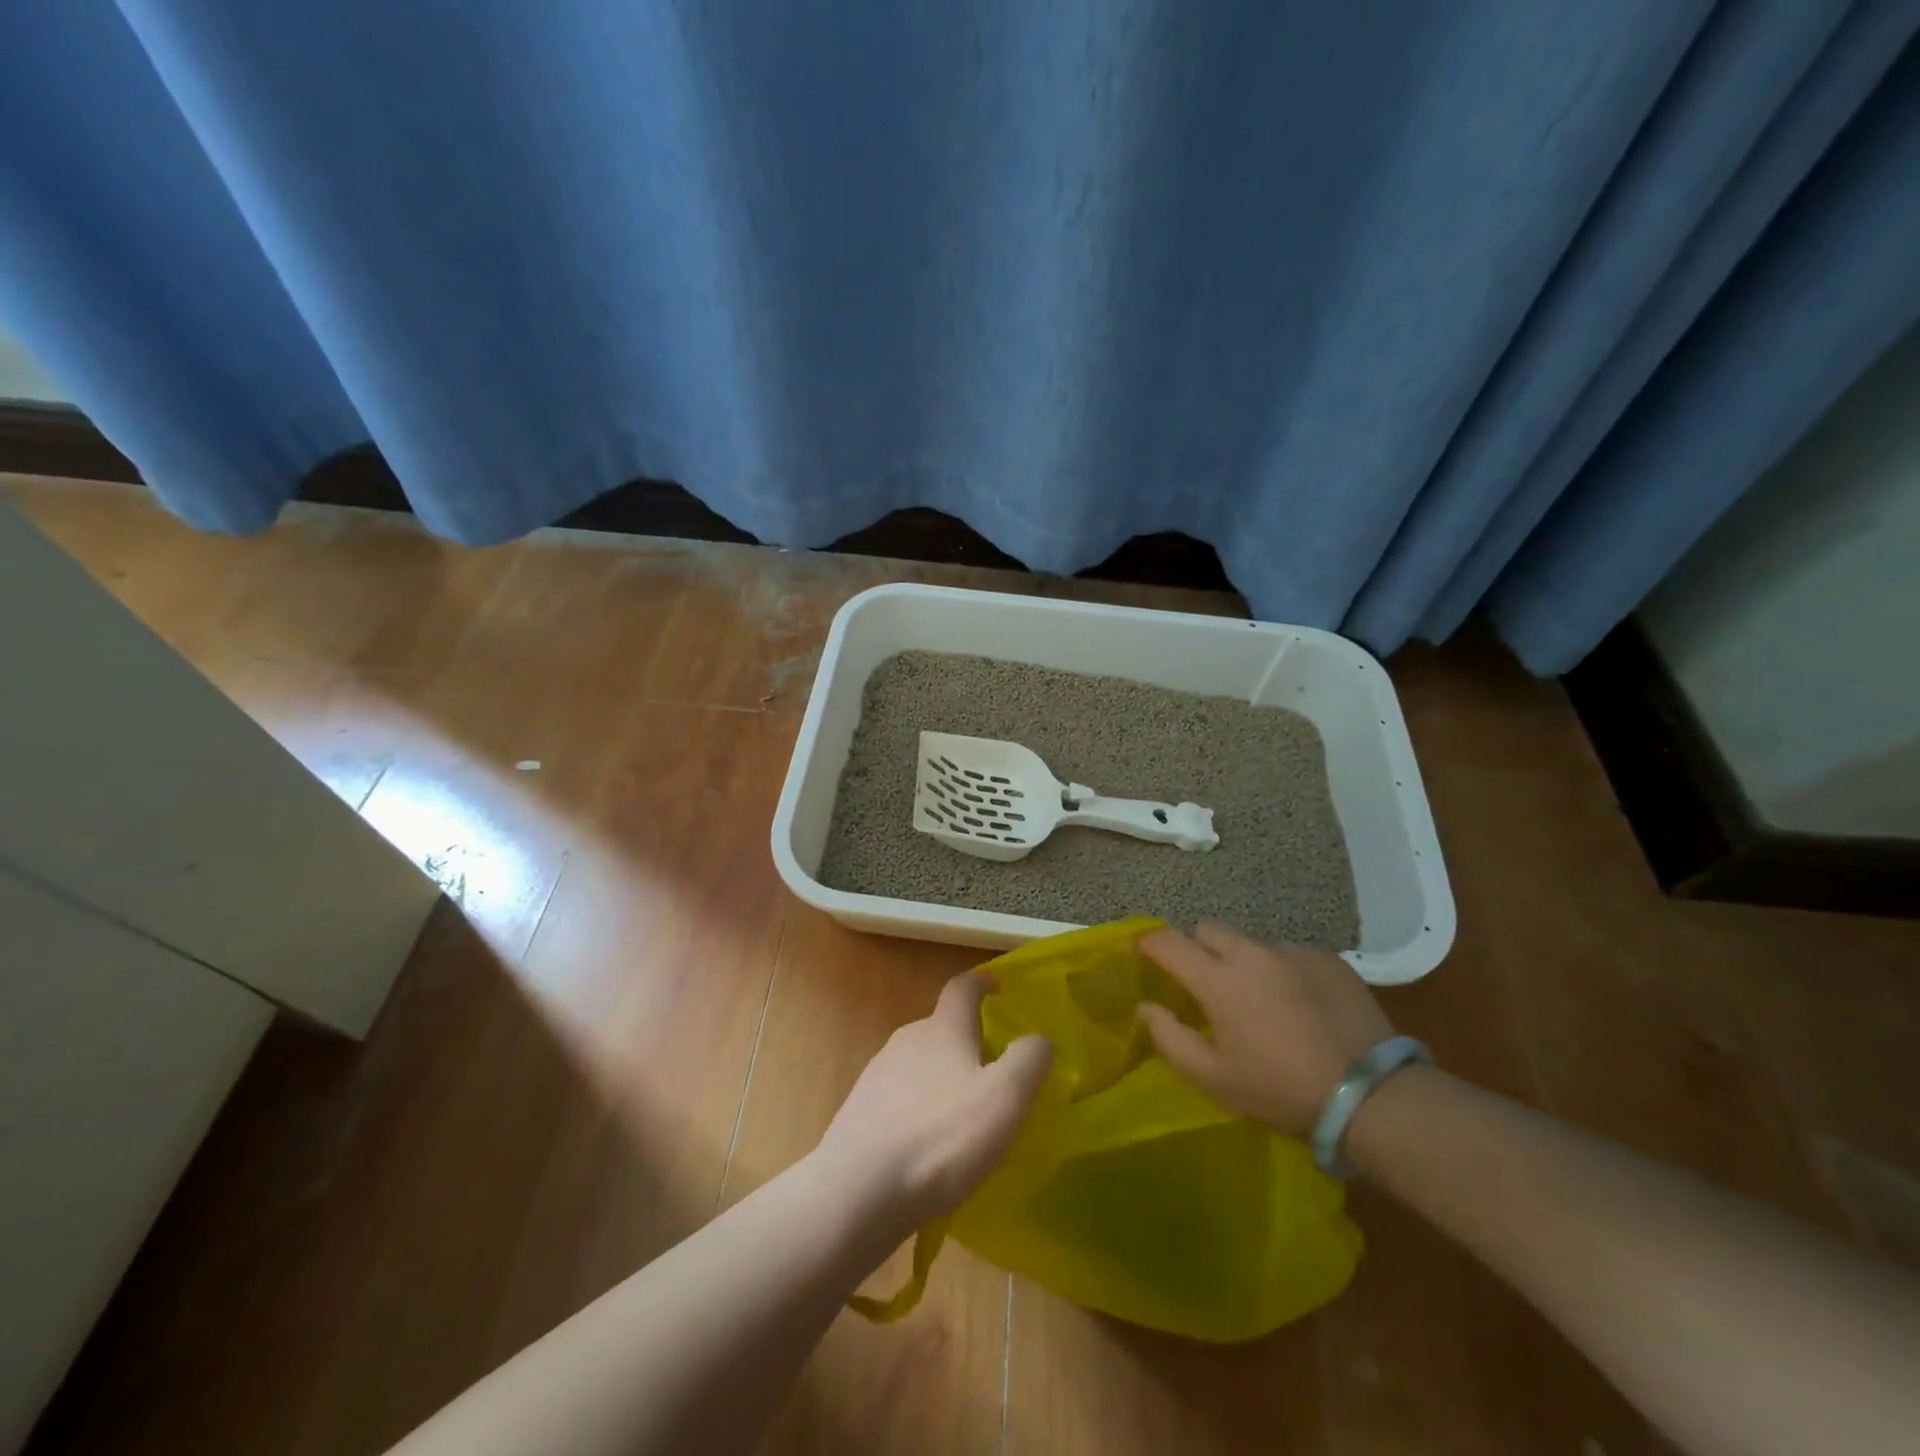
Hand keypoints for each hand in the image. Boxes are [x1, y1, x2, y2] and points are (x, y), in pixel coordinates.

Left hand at [815, 972, 1051, 1231]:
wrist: (857, 1191)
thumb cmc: (940, 1138)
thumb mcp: (1004, 1098)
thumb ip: (1029, 1061)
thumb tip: (1038, 1039)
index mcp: (943, 1028)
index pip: (963, 987)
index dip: (982, 983)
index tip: (997, 987)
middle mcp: (907, 1039)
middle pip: (942, 1028)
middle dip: (968, 1043)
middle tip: (995, 1075)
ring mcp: (878, 1074)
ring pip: (920, 1064)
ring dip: (943, 1080)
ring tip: (964, 1118)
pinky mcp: (861, 1111)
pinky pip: (900, 1099)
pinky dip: (920, 1111)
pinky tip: (929, 1148)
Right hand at [1137, 923, 1393, 1137]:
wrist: (1373, 1097)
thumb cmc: (1281, 1090)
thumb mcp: (1214, 1078)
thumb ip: (1170, 1038)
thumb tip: (1147, 1007)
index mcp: (1218, 980)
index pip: (1168, 942)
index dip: (1148, 943)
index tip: (1142, 953)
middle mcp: (1252, 953)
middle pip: (1208, 931)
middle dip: (1198, 950)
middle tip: (1206, 984)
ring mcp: (1293, 952)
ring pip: (1250, 943)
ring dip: (1243, 962)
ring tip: (1262, 1000)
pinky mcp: (1328, 959)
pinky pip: (1290, 954)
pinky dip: (1283, 972)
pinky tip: (1301, 1006)